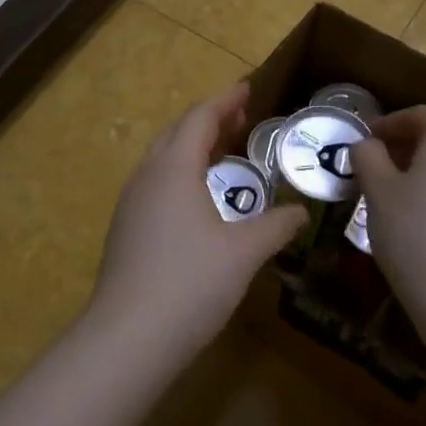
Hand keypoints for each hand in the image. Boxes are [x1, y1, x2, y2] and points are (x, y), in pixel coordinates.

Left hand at [86, 84, 306, 361]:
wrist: (128, 337)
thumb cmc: (190, 283)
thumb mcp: (244, 253)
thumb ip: (276, 226)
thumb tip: (300, 213)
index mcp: (173, 168)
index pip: (200, 117)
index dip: (225, 100)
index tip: (248, 89)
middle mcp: (146, 176)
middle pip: (177, 132)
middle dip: (209, 119)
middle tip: (241, 118)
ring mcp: (130, 203)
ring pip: (162, 158)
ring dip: (192, 147)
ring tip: (224, 152)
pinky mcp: (125, 229)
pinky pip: (155, 183)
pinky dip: (180, 173)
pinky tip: (199, 198)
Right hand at [353, 107, 425, 356]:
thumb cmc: (413, 233)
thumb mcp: (376, 190)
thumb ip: (367, 155)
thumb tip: (367, 145)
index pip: (416, 116)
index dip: (386, 125)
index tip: (364, 140)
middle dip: (406, 146)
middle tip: (376, 165)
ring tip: (397, 192)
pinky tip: (425, 217)